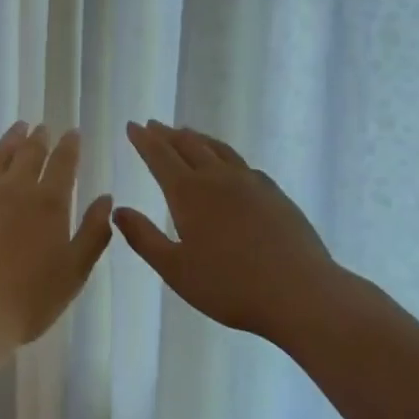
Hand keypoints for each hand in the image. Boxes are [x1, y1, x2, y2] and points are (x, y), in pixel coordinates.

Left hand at [0, 123, 113, 362]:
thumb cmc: (28, 301)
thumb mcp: (74, 273)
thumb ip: (93, 233)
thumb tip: (106, 198)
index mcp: (49, 202)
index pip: (63, 162)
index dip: (70, 146)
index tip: (72, 133)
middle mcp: (16, 187)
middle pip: (30, 152)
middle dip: (40, 138)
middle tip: (43, 128)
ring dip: (11, 139)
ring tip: (18, 129)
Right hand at [115, 121, 346, 341]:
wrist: (300, 293)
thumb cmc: (229, 286)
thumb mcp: (175, 269)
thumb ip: (144, 237)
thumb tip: (118, 210)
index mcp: (189, 193)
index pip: (160, 156)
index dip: (144, 141)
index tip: (133, 126)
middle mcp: (218, 178)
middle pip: (189, 146)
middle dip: (167, 134)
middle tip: (153, 125)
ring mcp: (251, 183)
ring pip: (218, 149)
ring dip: (197, 138)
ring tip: (186, 132)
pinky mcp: (275, 194)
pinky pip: (242, 164)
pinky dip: (225, 155)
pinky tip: (228, 164)